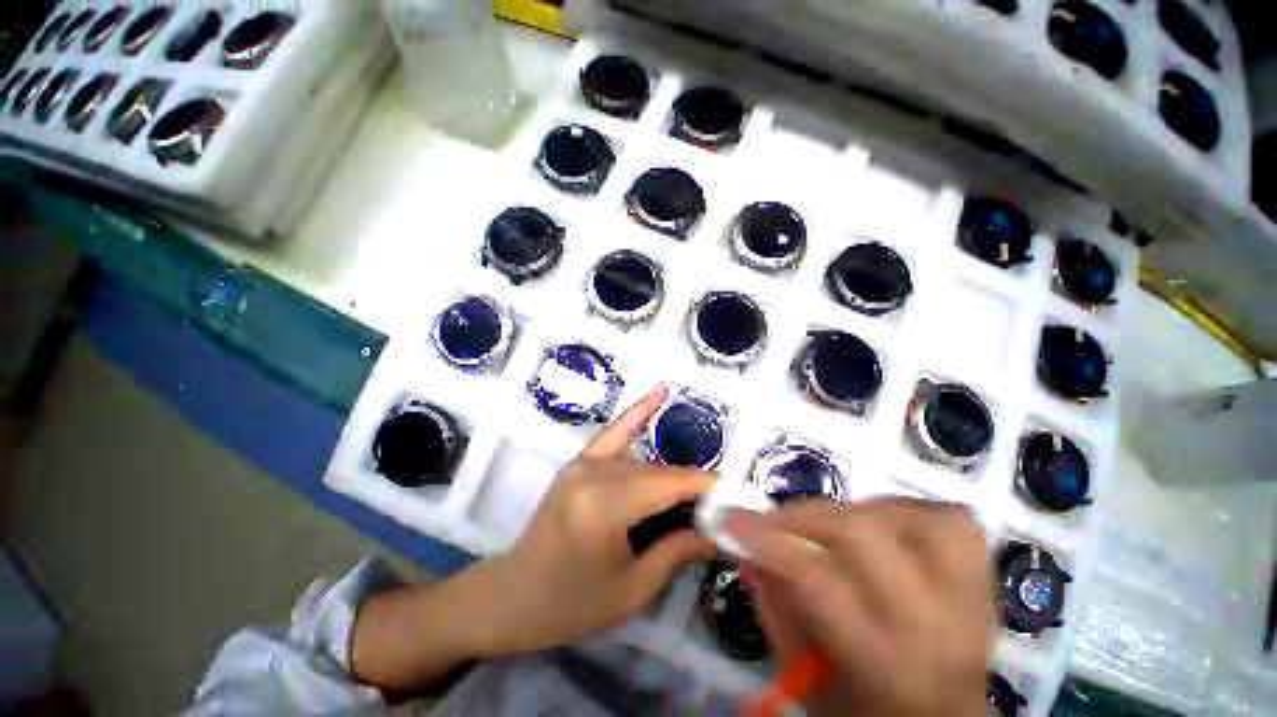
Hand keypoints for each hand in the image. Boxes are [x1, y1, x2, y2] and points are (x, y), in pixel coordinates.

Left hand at [352, 386, 715, 690]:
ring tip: (699, 492)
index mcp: (606, 505)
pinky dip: (637, 412)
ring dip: (672, 475)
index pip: (672, 485)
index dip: (708, 490)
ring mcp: (583, 462)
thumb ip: (678, 551)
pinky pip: (613, 432)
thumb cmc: (570, 604)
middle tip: (721, 509)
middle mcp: (595, 473)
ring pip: (644, 461)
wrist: (510, 595)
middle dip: (693, 488)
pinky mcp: (578, 462)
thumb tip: (720, 533)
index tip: (739, 499)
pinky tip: (660, 391)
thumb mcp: (631, 589)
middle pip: (659, 473)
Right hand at [728, 499, 991, 716]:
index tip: (732, 519)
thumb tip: (746, 548)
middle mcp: (930, 622)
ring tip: (833, 527)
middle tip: (775, 520)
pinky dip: (906, 511)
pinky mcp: (982, 575)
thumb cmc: (866, 708)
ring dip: (856, 510)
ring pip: (909, 515)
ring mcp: (966, 593)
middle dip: (802, 515)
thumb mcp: (805, 677)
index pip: (815, 576)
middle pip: (861, 533)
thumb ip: (774, 608)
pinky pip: (947, 518)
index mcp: (881, 660)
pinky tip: (884, 527)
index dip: (766, 537)